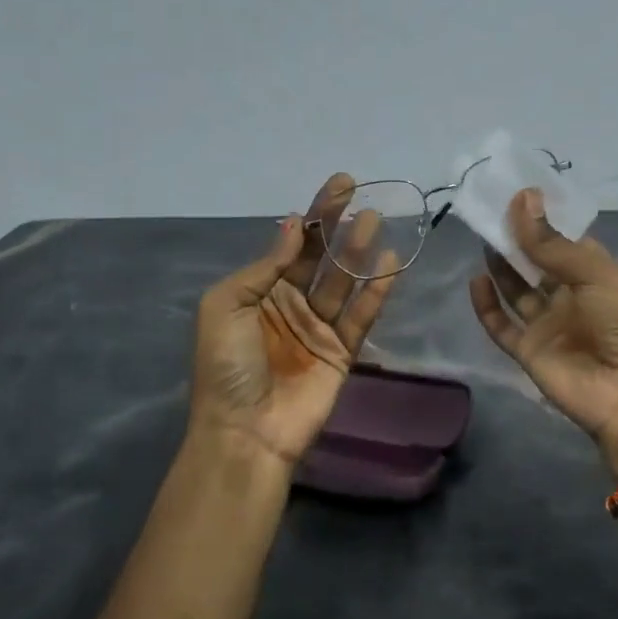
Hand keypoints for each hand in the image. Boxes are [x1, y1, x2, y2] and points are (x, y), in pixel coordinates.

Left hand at [189, 173, 398, 469]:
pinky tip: (391, 263)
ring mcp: (319, 328)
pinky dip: (377, 290)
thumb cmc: (227, 366)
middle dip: (338, 226)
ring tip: (375, 220)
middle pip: (321, 257)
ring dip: (359, 251)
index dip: (315, 215)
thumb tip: (295, 227)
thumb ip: (265, 267)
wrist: (245, 432)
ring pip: (344, 281)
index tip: (339, 186)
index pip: (293, 245)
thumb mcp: (227, 306)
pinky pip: (362, 315)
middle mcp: (291, 304)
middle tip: (360, 195)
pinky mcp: (343, 352)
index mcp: (259, 292)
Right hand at [468, 189, 617, 472]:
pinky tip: (476, 280)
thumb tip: (522, 198)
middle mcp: (573, 299)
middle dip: (518, 240)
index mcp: (599, 278)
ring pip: (517, 291)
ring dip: (501, 266)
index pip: (567, 243)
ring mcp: (549, 326)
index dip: (545, 221)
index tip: (519, 194)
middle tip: (492, 210)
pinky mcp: (529, 351)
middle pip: (538, 265)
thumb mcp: (598, 276)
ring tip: (482, 235)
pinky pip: (501, 326)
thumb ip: (553, 244)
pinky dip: (487, 305)